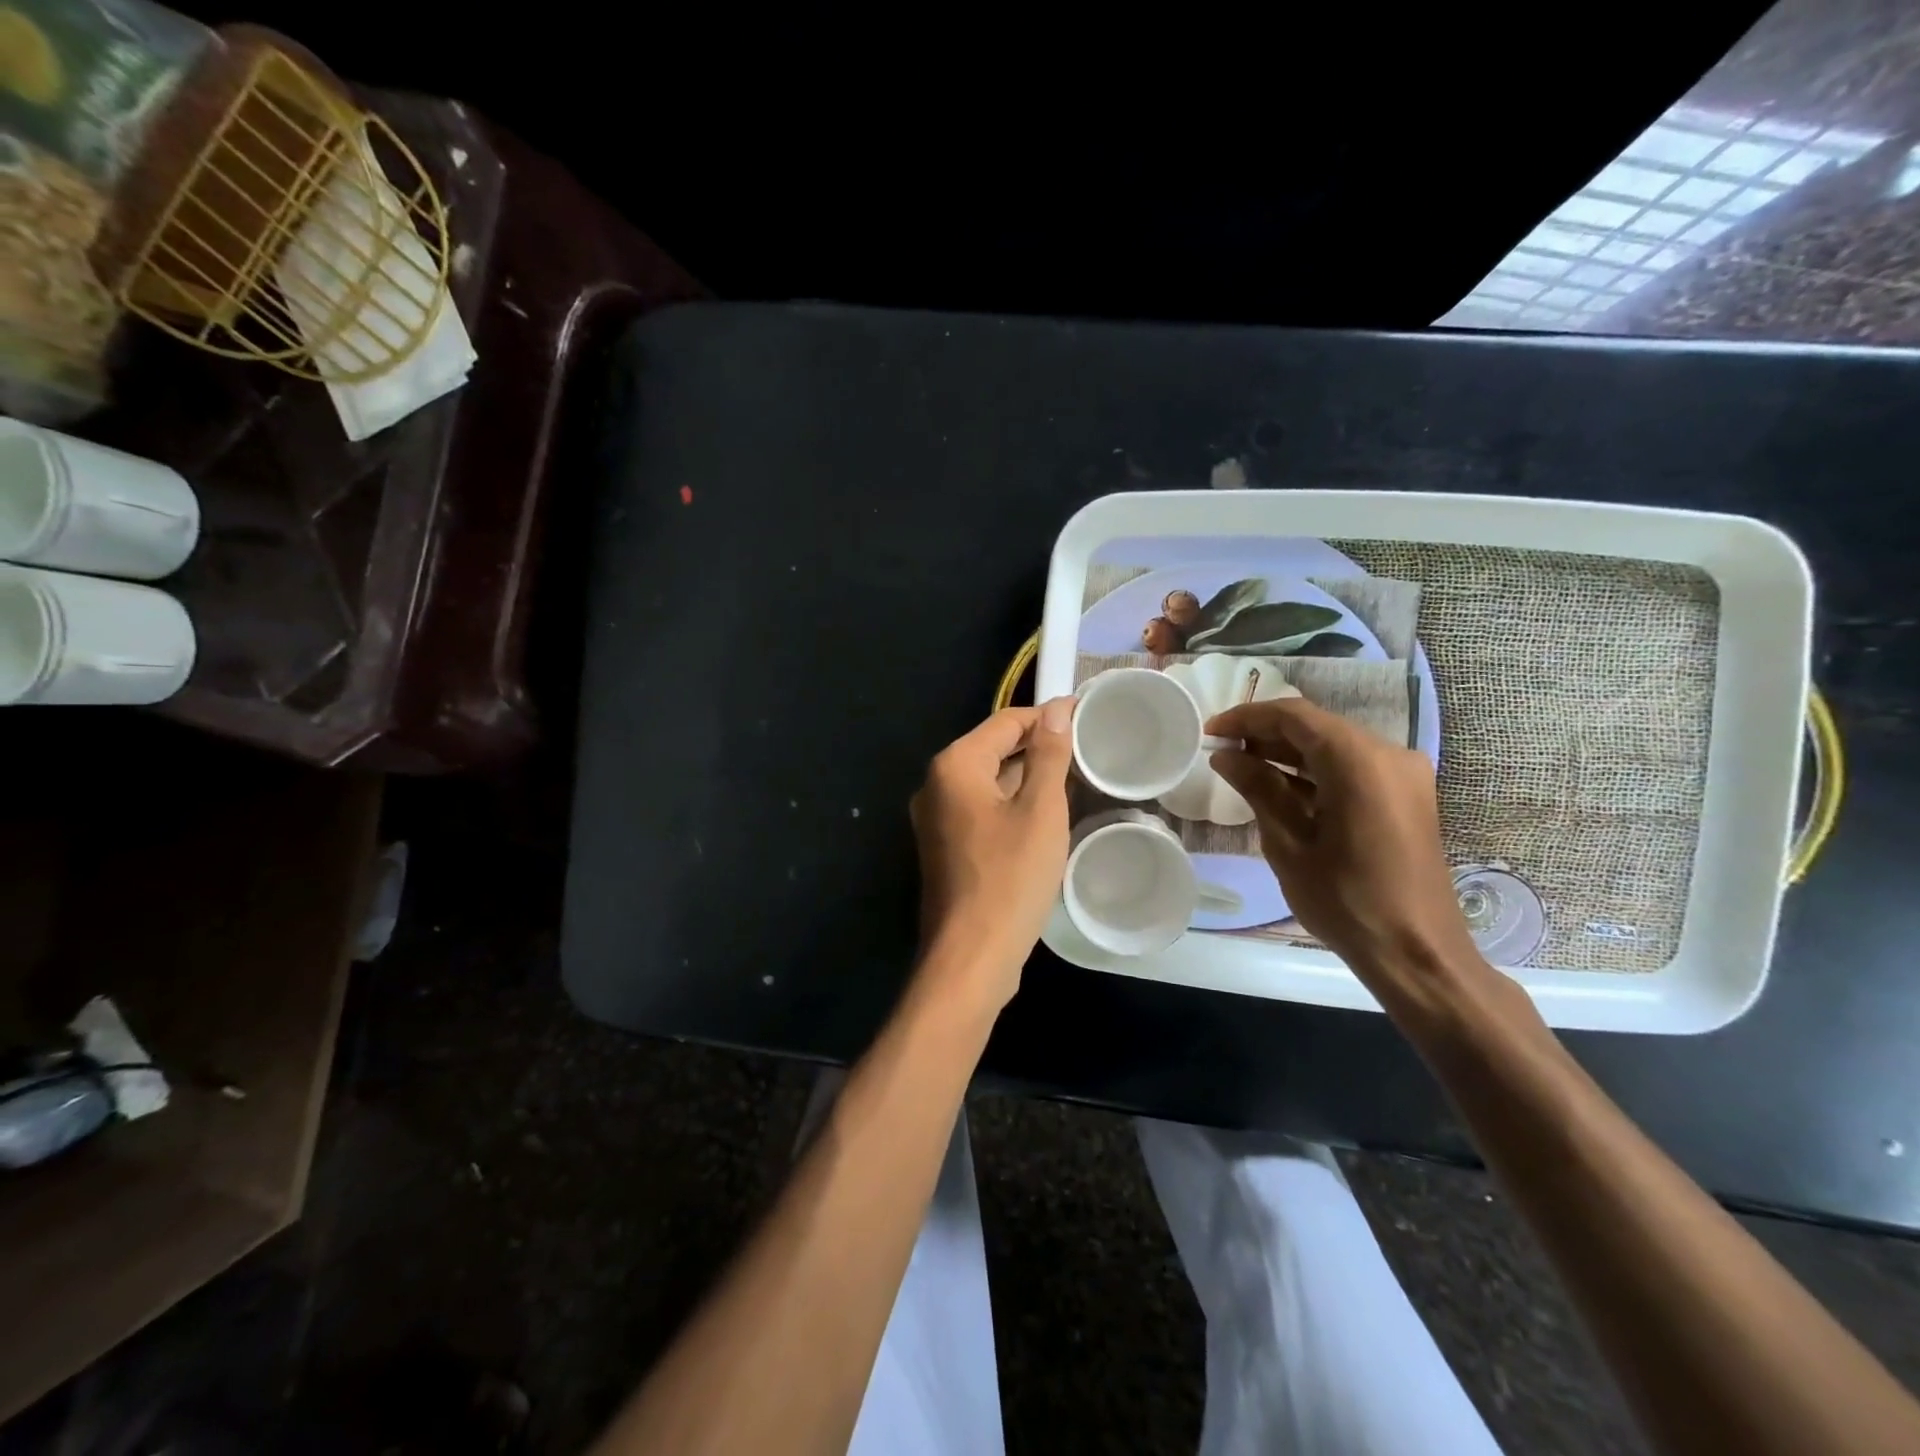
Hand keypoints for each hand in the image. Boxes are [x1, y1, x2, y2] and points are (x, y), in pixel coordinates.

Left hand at [910, 697, 1076, 1009]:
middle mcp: (936, 785)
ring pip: (988, 782)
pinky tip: (1042, 815)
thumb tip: (1057, 710)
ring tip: (1072, 777)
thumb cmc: (1010, 878)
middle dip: (1036, 746)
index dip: (1046, 716)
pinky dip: (1011, 804)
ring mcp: (936, 819)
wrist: (971, 956)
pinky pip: (982, 810)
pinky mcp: (945, 847)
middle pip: (992, 749)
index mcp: (953, 766)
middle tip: (1085, 748)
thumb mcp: (1040, 811)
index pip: (1005, 722)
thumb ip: (1048, 756)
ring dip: (1025, 777)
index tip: (1085, 714)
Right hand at [1206, 697, 1480, 990]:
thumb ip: (1258, 788)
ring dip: (1289, 753)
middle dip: (1266, 734)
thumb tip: (1225, 755)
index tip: (1210, 732)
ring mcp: (1404, 774)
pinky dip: (1315, 771)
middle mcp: (1389, 754)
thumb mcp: (1288, 843)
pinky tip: (1281, 787)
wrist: (1416, 953)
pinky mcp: (1407, 795)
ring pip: (1334, 745)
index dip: (1247, 718)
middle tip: (1222, 751)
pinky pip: (1353, 767)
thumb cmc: (1345, 900)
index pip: (1294, 716)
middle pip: (1317, 726)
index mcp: (1359, 761)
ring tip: (1243, 768)